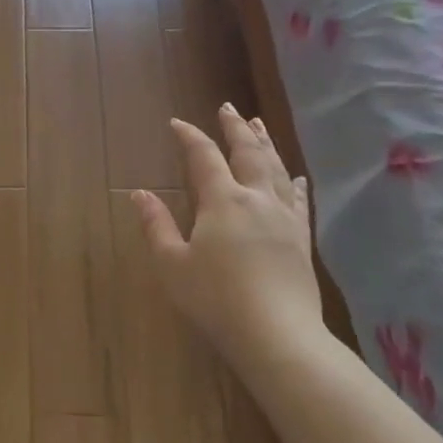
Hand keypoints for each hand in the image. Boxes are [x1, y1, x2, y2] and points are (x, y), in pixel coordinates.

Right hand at [133, 105, 326, 360]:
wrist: (277, 335)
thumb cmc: (215, 299)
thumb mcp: (172, 264)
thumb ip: (156, 226)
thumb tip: (140, 194)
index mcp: (222, 200)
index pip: (203, 157)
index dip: (190, 136)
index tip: (177, 123)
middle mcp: (256, 199)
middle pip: (248, 152)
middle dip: (236, 127)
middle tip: (228, 107)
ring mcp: (284, 217)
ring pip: (276, 169)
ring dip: (265, 144)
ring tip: (259, 125)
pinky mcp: (301, 239)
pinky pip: (299, 201)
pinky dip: (294, 182)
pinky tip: (296, 177)